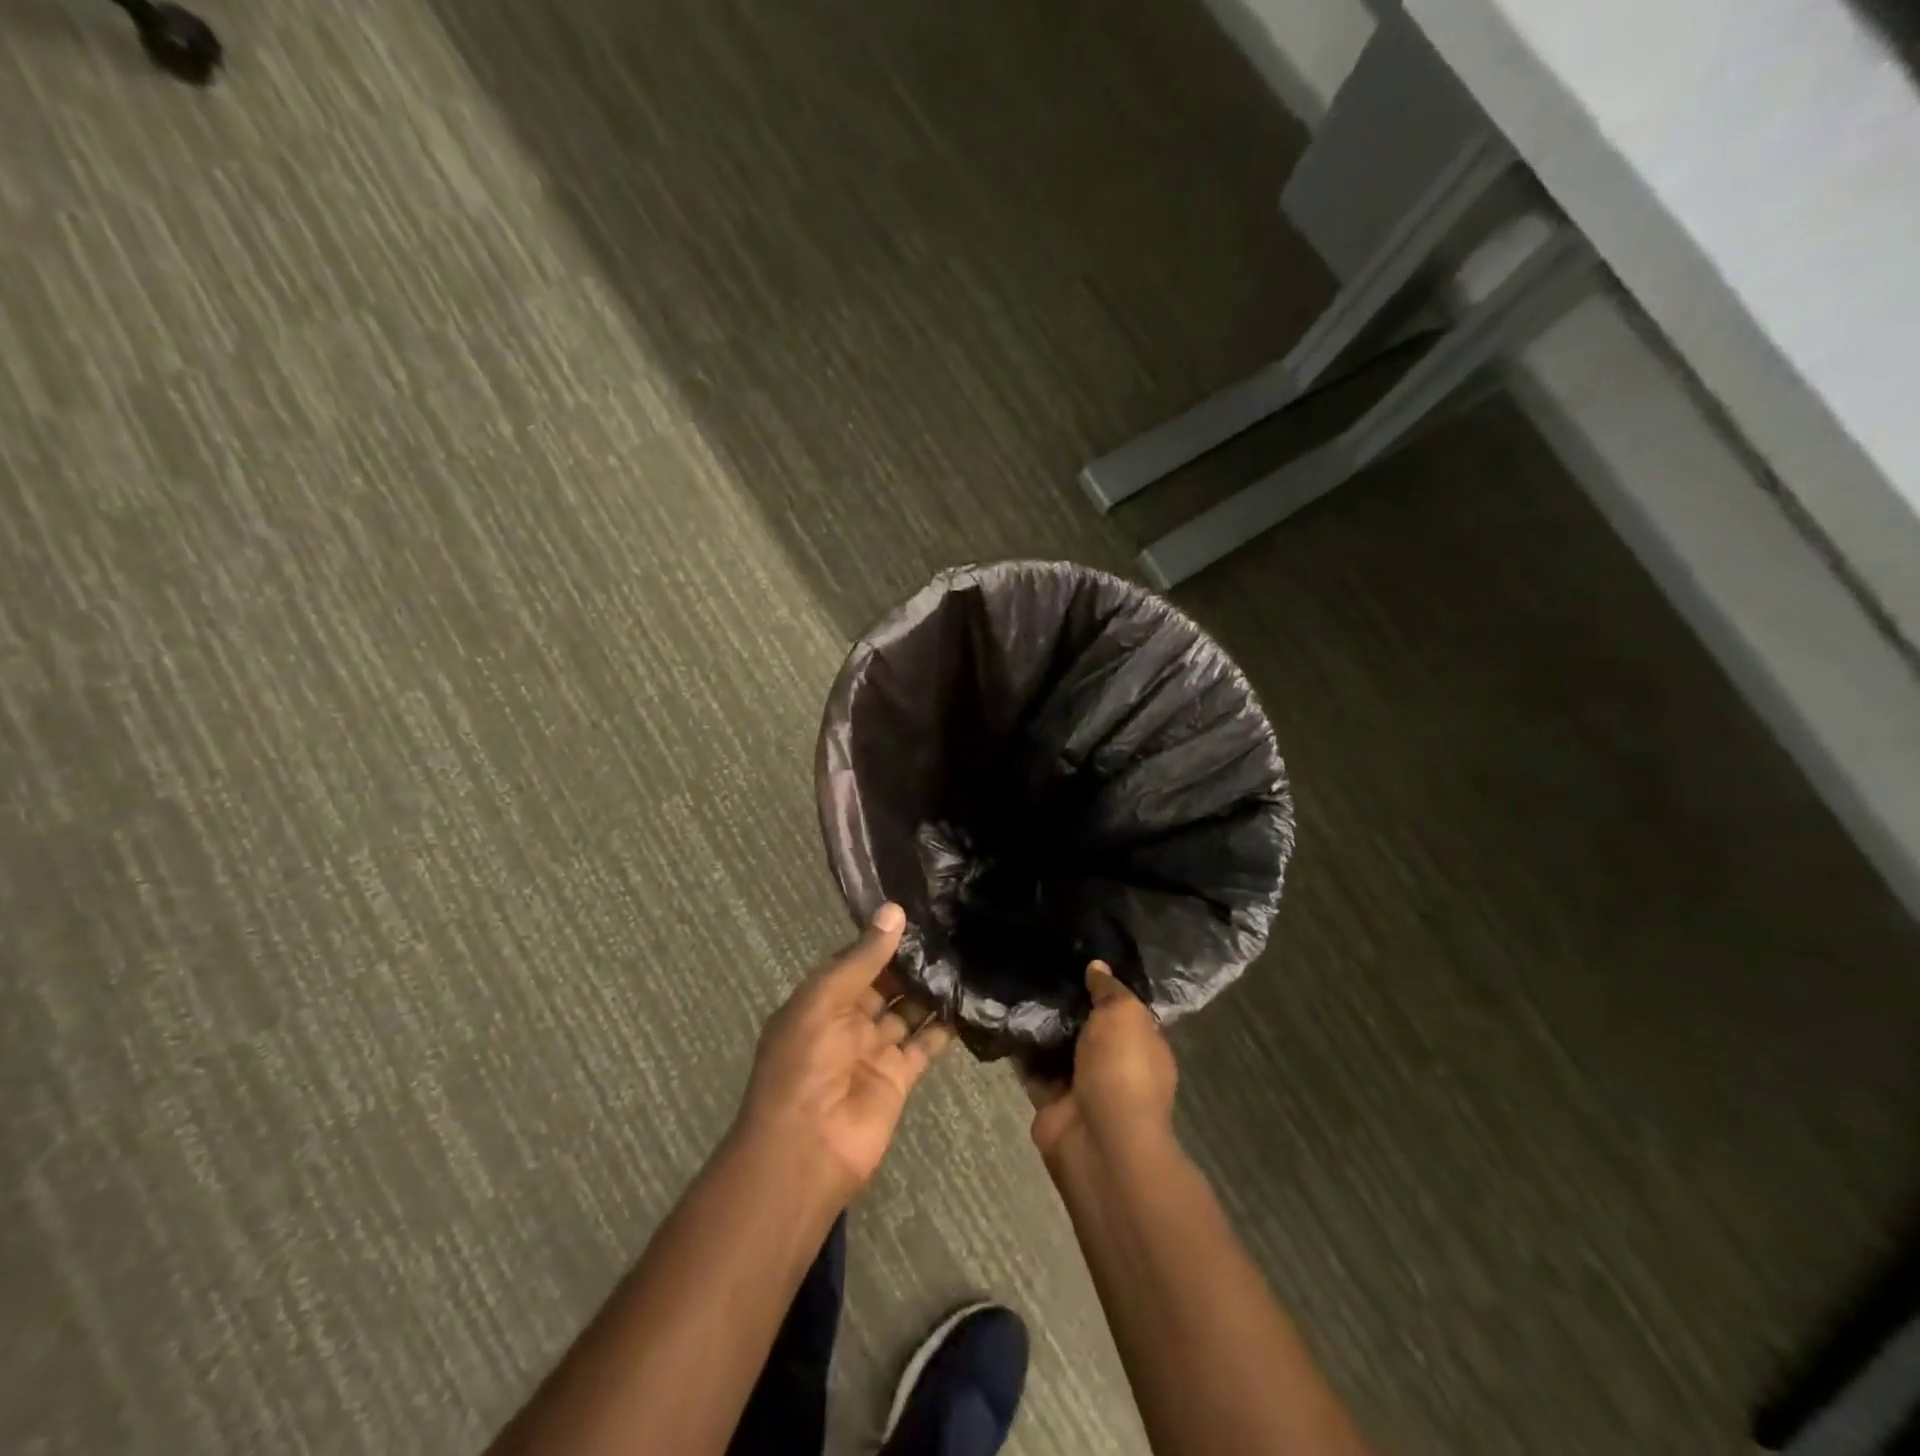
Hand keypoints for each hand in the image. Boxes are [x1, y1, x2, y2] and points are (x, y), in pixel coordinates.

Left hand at [734, 903, 954, 1196]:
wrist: (807, 1150)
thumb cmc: (804, 1064)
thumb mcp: (825, 1000)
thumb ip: (863, 959)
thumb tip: (895, 910)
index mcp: (821, 1000)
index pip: (856, 961)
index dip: (883, 939)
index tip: (920, 911)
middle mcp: (847, 1021)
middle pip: (885, 984)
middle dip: (912, 962)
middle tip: (953, 929)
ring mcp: (874, 1050)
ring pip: (908, 1011)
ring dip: (931, 990)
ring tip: (966, 955)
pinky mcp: (900, 1077)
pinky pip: (924, 1044)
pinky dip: (944, 1026)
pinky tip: (969, 1000)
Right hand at [1025, 962, 1177, 1167]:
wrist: (1100, 1140)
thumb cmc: (1123, 1069)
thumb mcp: (1124, 1014)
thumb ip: (1109, 989)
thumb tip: (1097, 966)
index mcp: (1143, 1045)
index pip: (1123, 1009)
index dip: (1103, 985)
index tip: (1076, 957)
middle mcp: (1114, 1064)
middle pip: (1086, 1026)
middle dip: (1066, 1002)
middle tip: (1038, 965)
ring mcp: (1081, 1084)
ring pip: (1057, 1046)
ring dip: (1039, 1024)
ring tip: (1014, 983)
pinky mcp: (1050, 1100)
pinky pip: (1032, 1067)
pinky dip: (1019, 1049)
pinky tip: (1001, 1017)